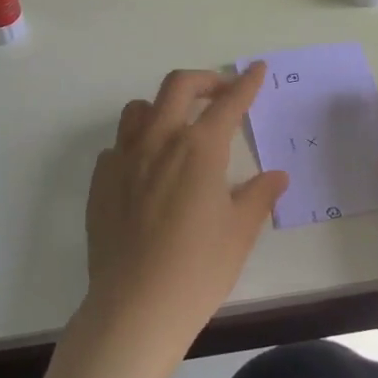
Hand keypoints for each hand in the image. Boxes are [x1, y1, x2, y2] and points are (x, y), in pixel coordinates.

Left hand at [83, 65, 288, 354]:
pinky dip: (137, 145)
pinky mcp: (101, 182)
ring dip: (163, 107)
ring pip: (139, 109)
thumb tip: (276, 176)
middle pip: (178, 86)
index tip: (257, 69)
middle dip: (204, 81)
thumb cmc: (198, 268)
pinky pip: (118, 146)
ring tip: (178, 127)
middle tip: (221, 93)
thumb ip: (259, 196)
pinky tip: (147, 171)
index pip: (228, 103)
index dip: (246, 84)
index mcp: (199, 148)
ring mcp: (124, 159)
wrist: (135, 307)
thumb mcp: (239, 232)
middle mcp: (159, 141)